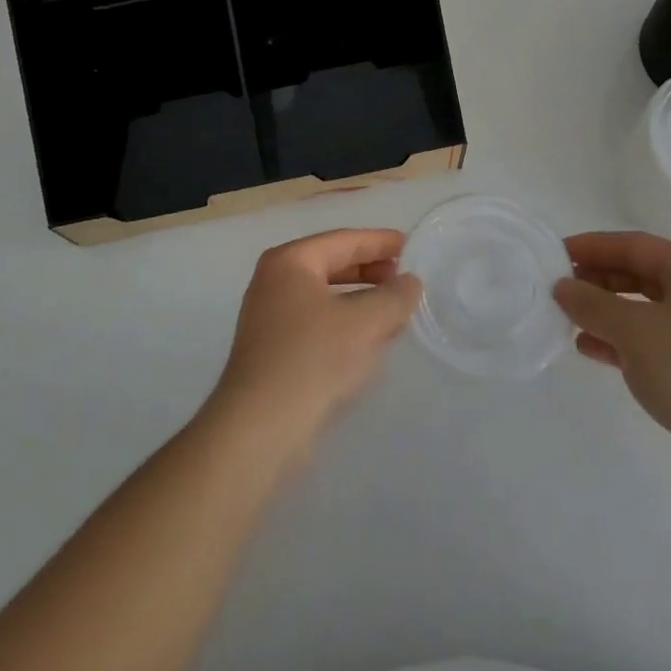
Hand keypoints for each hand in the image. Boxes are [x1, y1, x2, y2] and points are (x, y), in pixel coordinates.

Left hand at [208, 229, 421, 453]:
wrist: (259, 430)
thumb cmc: (312, 359)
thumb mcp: (365, 323)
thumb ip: (394, 297)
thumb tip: (410, 282)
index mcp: (290, 260)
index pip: (343, 240)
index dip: (380, 241)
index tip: (410, 245)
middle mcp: (274, 280)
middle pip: (332, 264)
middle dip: (371, 271)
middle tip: (406, 279)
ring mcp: (269, 316)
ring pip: (325, 296)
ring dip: (361, 300)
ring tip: (394, 310)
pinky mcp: (272, 350)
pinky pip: (317, 322)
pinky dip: (345, 323)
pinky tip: (368, 340)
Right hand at [553, 231, 670, 510]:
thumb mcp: (634, 331)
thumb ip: (592, 304)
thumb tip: (563, 287)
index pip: (636, 245)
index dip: (594, 246)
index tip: (557, 253)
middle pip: (641, 276)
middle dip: (598, 279)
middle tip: (560, 287)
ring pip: (645, 312)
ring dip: (606, 313)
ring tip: (568, 320)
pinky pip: (652, 345)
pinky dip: (620, 343)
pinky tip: (590, 350)